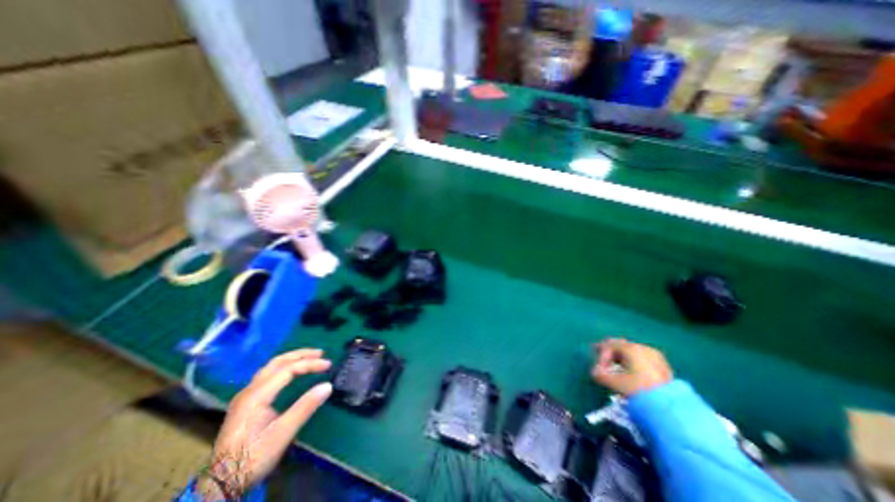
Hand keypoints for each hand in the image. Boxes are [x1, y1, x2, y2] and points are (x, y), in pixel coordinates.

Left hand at [194, 352, 331, 499]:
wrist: (219, 484)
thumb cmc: (252, 458)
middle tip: (320, 353)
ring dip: (291, 359)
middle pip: (277, 362)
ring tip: (309, 358)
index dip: (310, 364)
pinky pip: (267, 375)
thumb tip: (328, 386)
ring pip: (270, 367)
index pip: (288, 369)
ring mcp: (245, 397)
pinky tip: (290, 372)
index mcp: (257, 395)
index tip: (328, 365)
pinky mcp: (245, 404)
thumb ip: (305, 407)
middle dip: (300, 354)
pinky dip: (283, 367)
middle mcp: (249, 390)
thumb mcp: (282, 433)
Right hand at [593, 339, 670, 397]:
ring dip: (620, 357)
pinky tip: (630, 371)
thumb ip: (601, 375)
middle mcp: (642, 347)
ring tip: (614, 368)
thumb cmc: (640, 389)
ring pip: (631, 352)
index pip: (609, 346)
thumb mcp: (616, 383)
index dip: (600, 357)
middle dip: (609, 353)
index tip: (598, 370)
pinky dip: (632, 362)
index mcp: (630, 348)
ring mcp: (654, 356)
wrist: (672, 406)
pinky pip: (641, 358)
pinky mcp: (663, 366)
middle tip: (601, 360)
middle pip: (620, 345)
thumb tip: (594, 372)